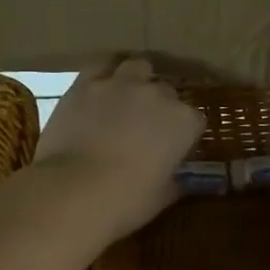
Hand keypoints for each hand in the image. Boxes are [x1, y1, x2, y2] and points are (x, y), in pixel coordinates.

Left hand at [35, 57, 205, 240]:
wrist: (73, 192)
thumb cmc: (126, 201)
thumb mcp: (161, 197)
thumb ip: (174, 181)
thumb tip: (176, 179)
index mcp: (183, 122)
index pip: (195, 121)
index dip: (185, 135)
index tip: (174, 149)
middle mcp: (157, 94)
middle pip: (167, 92)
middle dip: (161, 107)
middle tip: (146, 128)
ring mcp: (121, 84)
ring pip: (138, 68)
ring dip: (137, 80)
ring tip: (125, 99)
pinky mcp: (86, 83)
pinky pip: (100, 67)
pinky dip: (103, 76)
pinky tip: (99, 90)